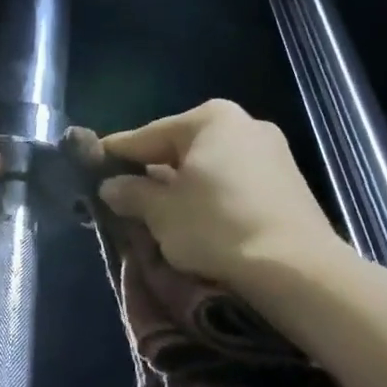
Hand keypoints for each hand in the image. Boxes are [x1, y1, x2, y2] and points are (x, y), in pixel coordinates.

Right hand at [99, 99, 335, 286]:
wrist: (295, 267)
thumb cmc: (217, 227)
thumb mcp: (161, 213)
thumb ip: (132, 193)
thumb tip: (111, 185)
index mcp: (209, 119)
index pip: (146, 135)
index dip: (115, 154)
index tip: (91, 166)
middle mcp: (243, 124)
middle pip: (180, 149)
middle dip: (152, 172)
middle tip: (124, 197)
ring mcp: (271, 152)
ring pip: (209, 167)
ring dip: (182, 187)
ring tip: (159, 214)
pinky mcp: (287, 183)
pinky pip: (233, 184)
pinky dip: (211, 198)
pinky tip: (198, 221)